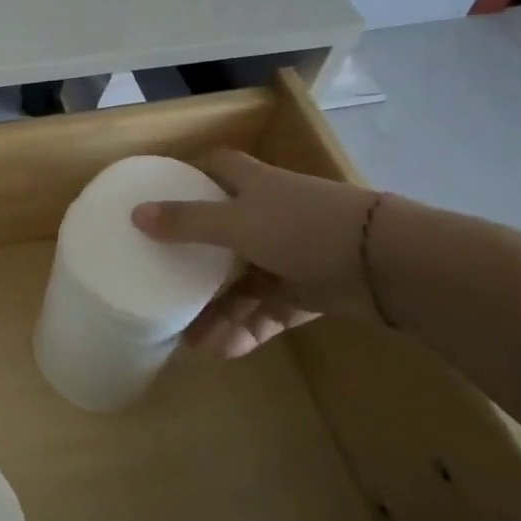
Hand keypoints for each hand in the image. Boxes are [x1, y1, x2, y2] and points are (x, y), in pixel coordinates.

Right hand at [131, 149, 379, 357]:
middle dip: (195, 262)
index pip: (218, 169)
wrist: (385, 263)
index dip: (192, 177)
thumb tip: (136, 214)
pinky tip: (223, 351)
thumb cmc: (301, 227)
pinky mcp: (308, 292)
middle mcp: (269, 217)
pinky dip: (248, 329)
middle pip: (223, 235)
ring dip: (219, 311)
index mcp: (253, 186)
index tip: (162, 194)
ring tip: (193, 342)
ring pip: (244, 284)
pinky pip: (268, 312)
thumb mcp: (236, 222)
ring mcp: (290, 256)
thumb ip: (187, 221)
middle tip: (164, 284)